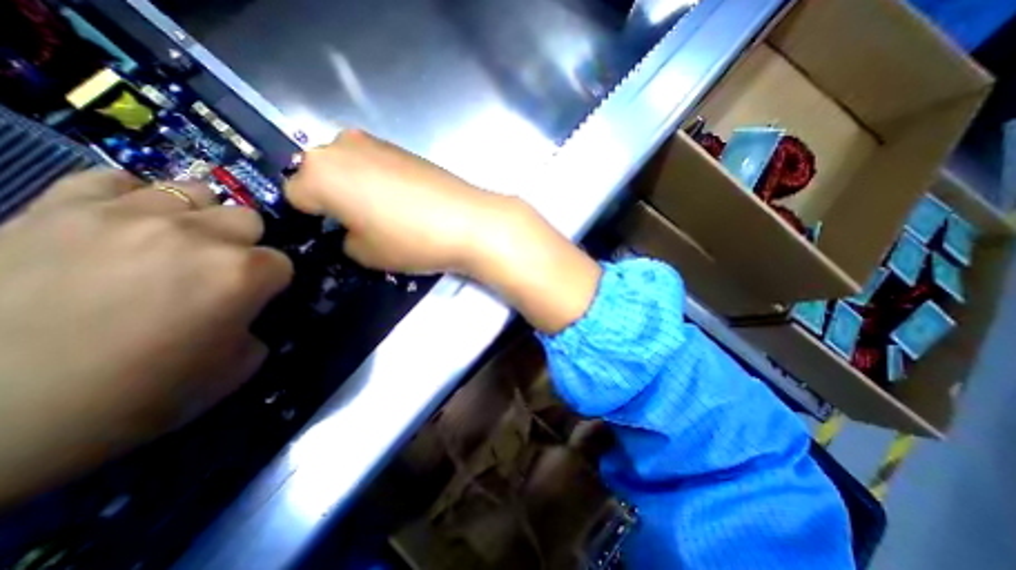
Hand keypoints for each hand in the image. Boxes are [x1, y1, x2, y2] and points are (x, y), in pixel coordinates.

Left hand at [1, 170, 291, 508]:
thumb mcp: (234, 370)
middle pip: (248, 218)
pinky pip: (116, 180)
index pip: (283, 262)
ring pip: (196, 192)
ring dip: (200, 218)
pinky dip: (133, 198)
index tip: (255, 299)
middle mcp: (197, 236)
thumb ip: (256, 328)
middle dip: (244, 244)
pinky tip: (126, 224)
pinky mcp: (56, 209)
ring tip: (177, 244)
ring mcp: (127, 216)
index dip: (272, 282)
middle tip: (218, 271)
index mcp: (242, 275)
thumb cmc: (135, 397)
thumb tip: (249, 312)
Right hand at [283, 127, 505, 274]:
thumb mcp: (365, 254)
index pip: (294, 195)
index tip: (332, 235)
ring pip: (349, 168)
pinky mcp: (403, 148)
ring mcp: (376, 142)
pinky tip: (405, 202)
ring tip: (387, 215)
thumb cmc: (411, 240)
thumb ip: (343, 240)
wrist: (469, 222)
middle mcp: (341, 145)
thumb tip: (348, 230)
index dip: (311, 219)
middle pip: (320, 175)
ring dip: (356, 189)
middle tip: (360, 225)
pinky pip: (376, 165)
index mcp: (319, 172)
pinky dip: (380, 181)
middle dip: (332, 199)